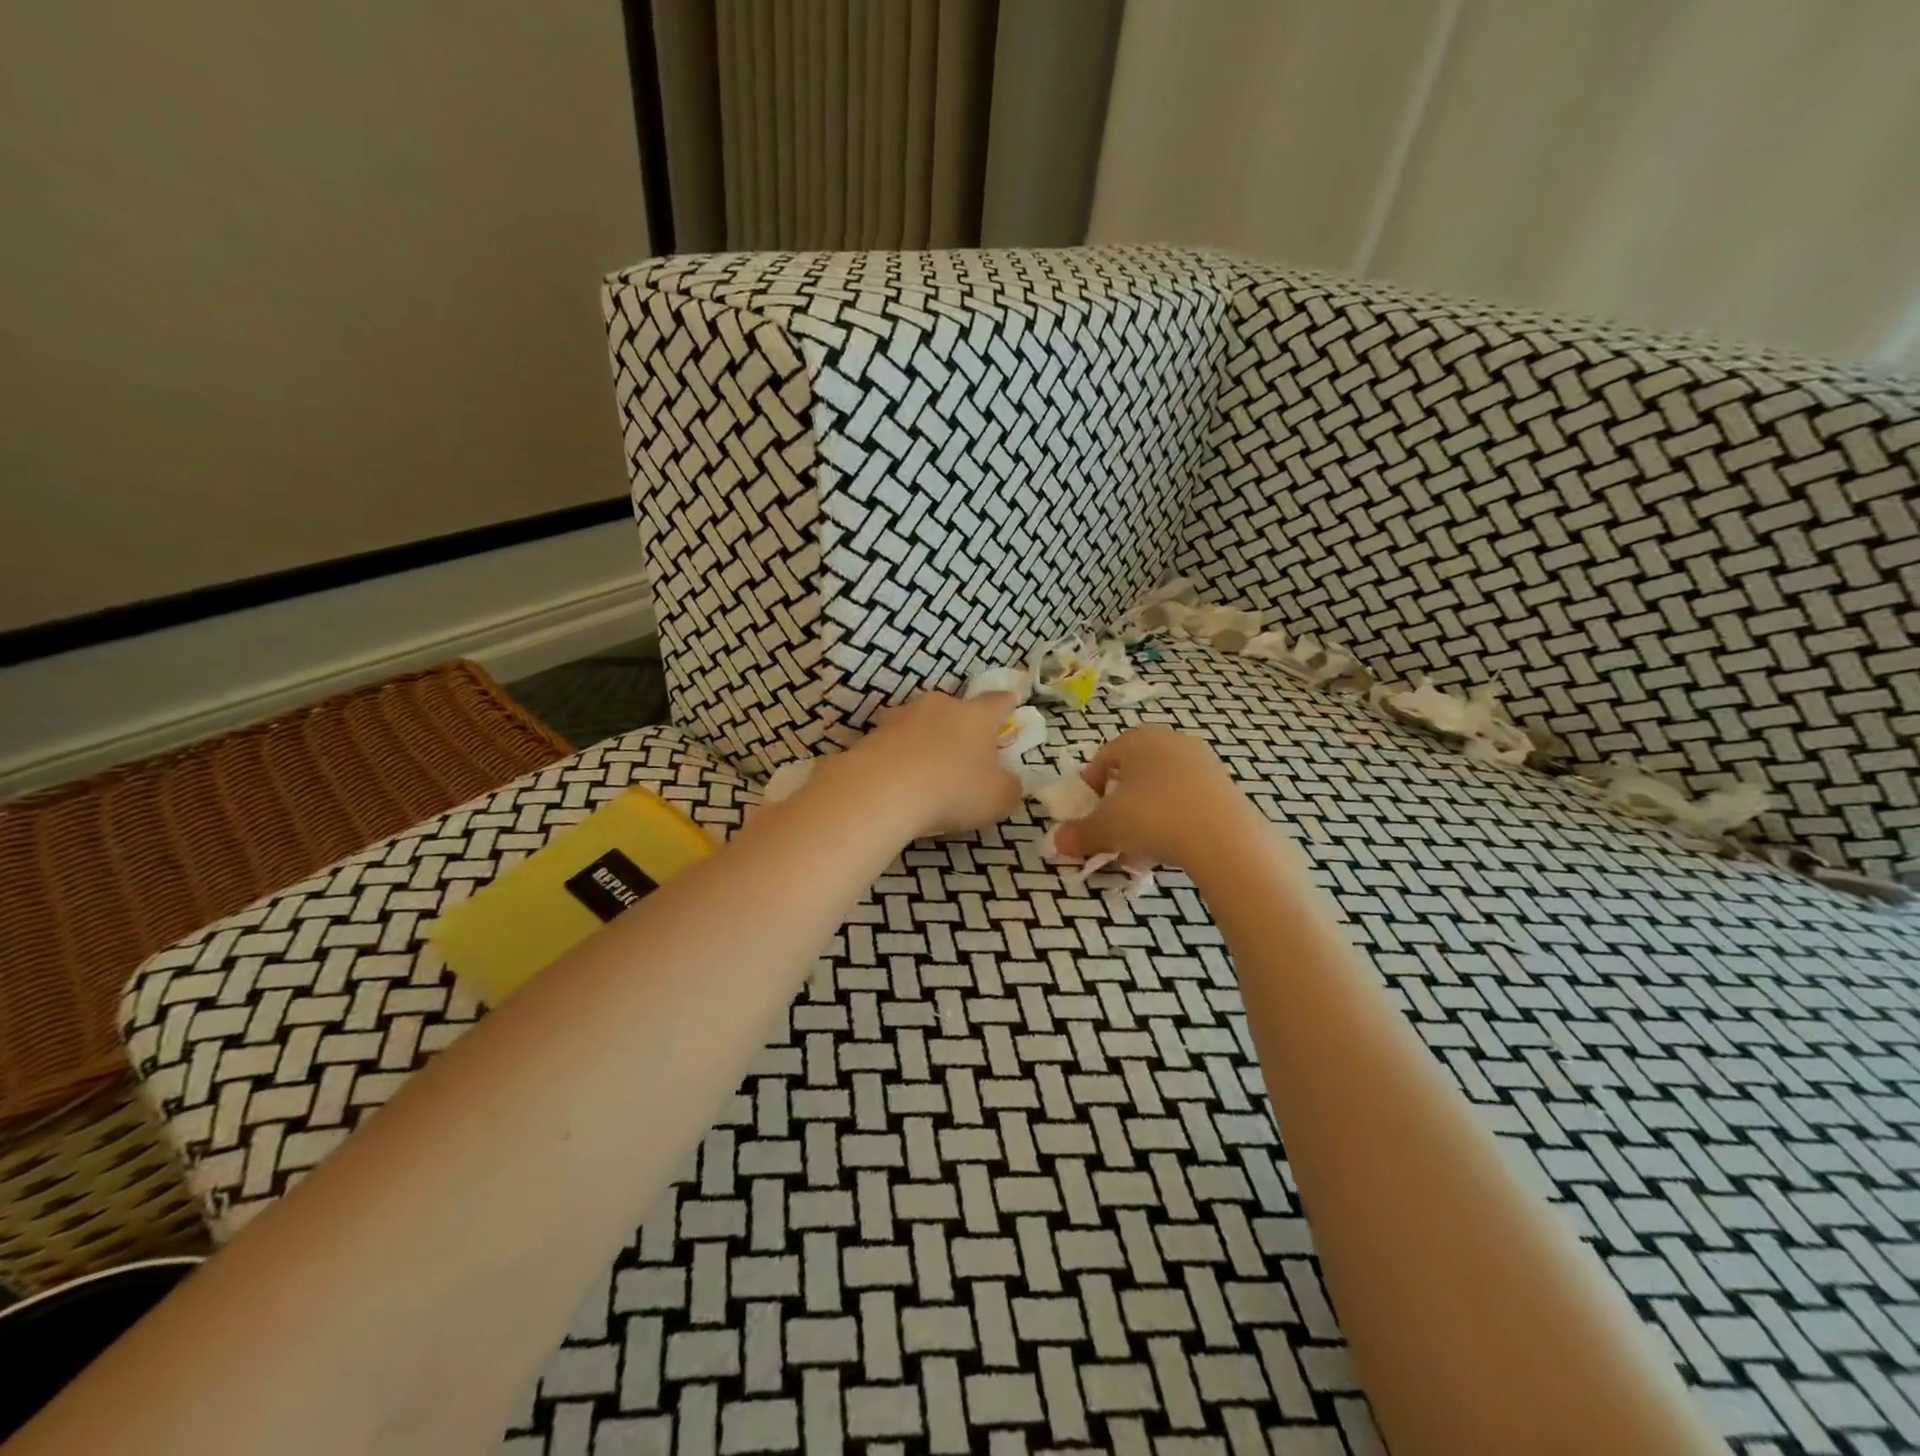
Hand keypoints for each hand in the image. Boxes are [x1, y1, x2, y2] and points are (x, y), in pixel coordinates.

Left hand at [837, 689, 1022, 837]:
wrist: (881, 791)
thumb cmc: (952, 790)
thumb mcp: (997, 798)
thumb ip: (1009, 786)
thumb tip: (1008, 780)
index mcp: (976, 715)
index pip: (997, 701)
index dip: (1007, 703)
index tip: (1011, 701)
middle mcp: (940, 705)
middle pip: (956, 710)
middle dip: (961, 727)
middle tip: (965, 754)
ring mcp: (902, 716)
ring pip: (922, 724)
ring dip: (928, 741)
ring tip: (928, 771)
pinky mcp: (873, 734)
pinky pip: (896, 743)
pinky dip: (901, 757)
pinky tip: (901, 781)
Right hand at [1053, 726, 1265, 868]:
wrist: (1224, 837)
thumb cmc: (1153, 817)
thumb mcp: (1106, 827)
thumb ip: (1080, 833)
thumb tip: (1057, 842)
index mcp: (1138, 740)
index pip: (1103, 758)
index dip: (1090, 787)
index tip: (1088, 814)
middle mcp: (1171, 742)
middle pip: (1134, 774)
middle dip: (1119, 805)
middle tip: (1113, 833)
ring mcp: (1202, 763)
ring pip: (1161, 790)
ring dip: (1146, 816)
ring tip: (1140, 849)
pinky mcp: (1225, 787)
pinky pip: (1187, 801)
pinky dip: (1173, 821)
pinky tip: (1170, 849)